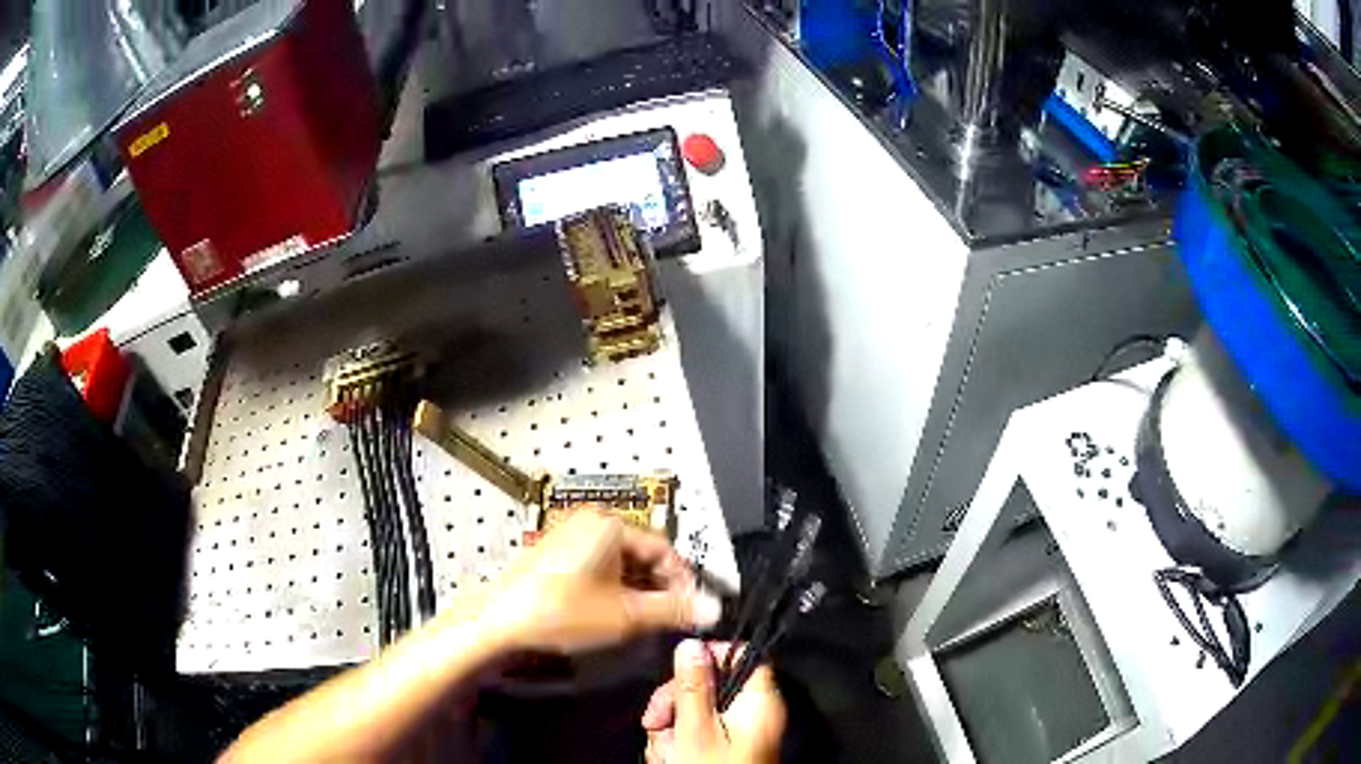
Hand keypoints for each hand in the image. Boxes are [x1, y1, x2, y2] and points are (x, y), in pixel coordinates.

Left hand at [478, 510, 721, 653]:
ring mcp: (569, 536)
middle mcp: (590, 522)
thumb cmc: (561, 611)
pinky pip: (597, 565)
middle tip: (669, 616)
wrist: (501, 621)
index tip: (692, 607)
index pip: (664, 548)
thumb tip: (711, 609)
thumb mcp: (627, 615)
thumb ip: (674, 610)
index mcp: (609, 525)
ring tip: (641, 618)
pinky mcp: (555, 554)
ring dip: (637, 589)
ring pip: (619, 561)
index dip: (683, 580)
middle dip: (659, 586)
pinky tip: (612, 612)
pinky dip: (613, 586)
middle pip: (641, 553)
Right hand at [641, 640, 785, 763]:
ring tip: (665, 751)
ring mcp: (739, 732)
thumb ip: (692, 686)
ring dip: (671, 728)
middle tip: (656, 721)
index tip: (678, 668)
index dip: (711, 655)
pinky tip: (668, 757)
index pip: (742, 657)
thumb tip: (691, 645)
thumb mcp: (696, 730)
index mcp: (759, 701)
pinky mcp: (725, 748)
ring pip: (697, 711)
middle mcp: (753, 712)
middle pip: (711, 684)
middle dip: (675, 702)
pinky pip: (697, 732)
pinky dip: (678, 742)